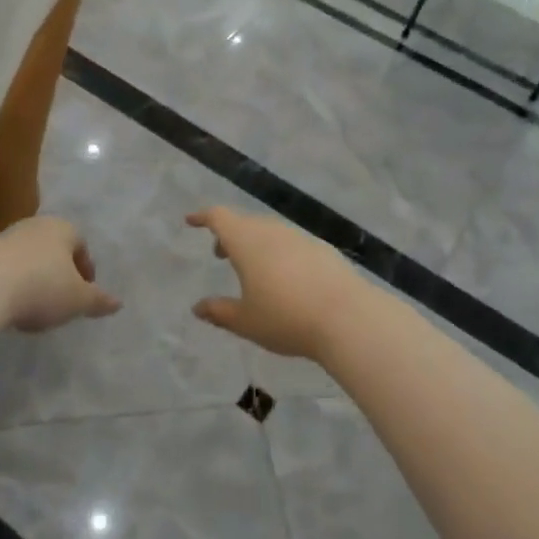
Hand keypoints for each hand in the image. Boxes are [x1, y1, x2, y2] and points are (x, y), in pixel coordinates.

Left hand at [0, 217, 120, 332]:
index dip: (86, 270)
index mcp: (63, 228)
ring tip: (35, 306)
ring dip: (35, 278)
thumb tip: (118, 303)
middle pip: (54, 249)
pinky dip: (13, 283)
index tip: (84, 294)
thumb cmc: (43, 287)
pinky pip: (7, 268)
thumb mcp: (78, 300)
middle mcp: (35, 225)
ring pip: (29, 257)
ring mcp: (6, 237)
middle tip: (63, 299)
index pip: (81, 245)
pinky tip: (12, 305)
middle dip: (60, 272)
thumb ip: (99, 301)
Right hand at [185, 207, 368, 361]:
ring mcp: (300, 238)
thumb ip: (219, 311)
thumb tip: (198, 307)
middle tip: (220, 254)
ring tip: (252, 270)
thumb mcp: (245, 321)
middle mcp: (272, 231)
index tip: (191, 220)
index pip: (219, 217)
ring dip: (255, 244)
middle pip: (245, 223)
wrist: (347, 317)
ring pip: (270, 232)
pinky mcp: (322, 250)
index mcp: (247, 242)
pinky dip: (279, 253)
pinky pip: (291, 244)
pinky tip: (286, 279)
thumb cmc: (286, 318)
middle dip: (229, 235)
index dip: (203, 217)